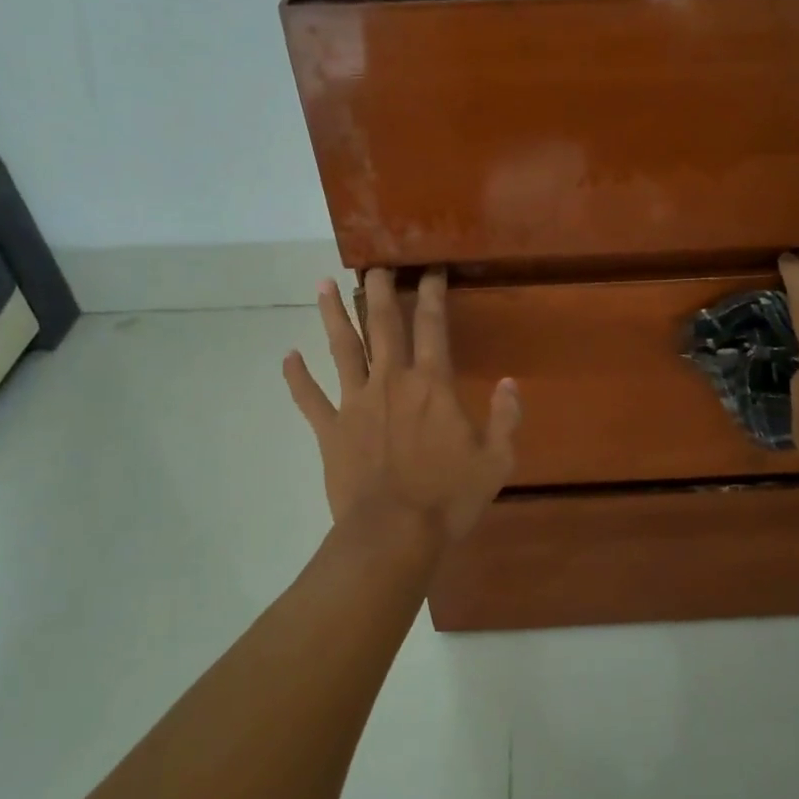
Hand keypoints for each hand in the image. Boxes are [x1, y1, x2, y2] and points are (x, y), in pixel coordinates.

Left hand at [283, 268, 519, 540]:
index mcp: (432, 385)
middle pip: (383, 323)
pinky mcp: (330, 429)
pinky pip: (309, 397)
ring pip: (342, 348)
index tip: (430, 269)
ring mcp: (356, 402)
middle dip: (381, 290)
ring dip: (333, 314)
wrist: (393, 534)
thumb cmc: (449, 498)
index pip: (433, 325)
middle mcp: (392, 381)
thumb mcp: (496, 461)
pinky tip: (288, 356)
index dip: (432, 292)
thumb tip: (510, 383)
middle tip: (375, 264)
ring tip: (323, 284)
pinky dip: (296, 376)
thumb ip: (506, 418)